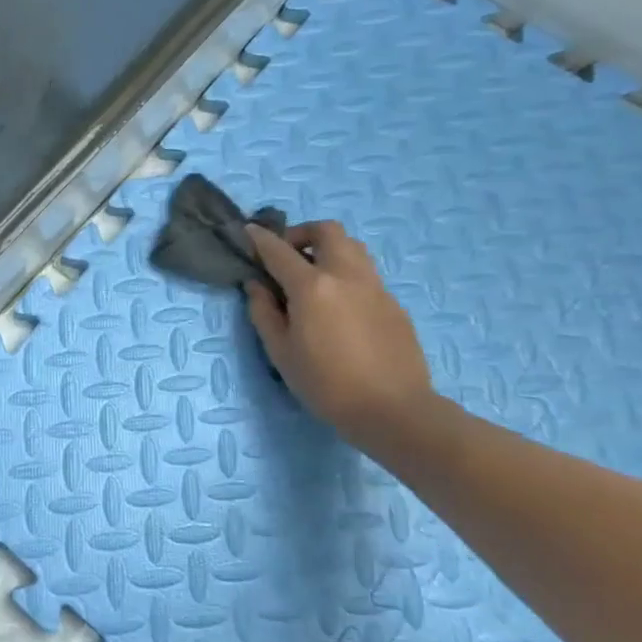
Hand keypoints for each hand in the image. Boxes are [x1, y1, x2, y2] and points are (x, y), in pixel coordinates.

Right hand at [244, 221, 435, 445]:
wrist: (394, 410)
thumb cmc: (325, 383)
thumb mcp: (280, 351)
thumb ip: (264, 312)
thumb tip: (257, 286)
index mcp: (312, 287)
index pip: (279, 250)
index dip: (260, 239)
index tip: (248, 232)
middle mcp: (346, 276)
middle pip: (327, 231)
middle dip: (302, 234)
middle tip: (287, 256)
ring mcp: (375, 287)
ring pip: (352, 248)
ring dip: (327, 250)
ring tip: (312, 277)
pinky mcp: (393, 304)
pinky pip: (365, 274)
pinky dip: (345, 275)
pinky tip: (337, 308)